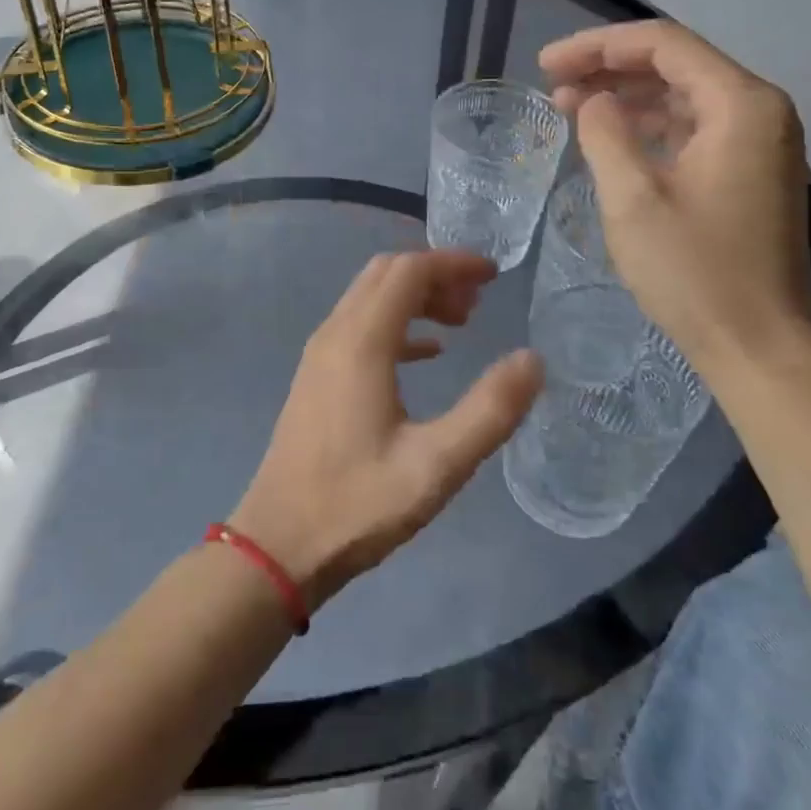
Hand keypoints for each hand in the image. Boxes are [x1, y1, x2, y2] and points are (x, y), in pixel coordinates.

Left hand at [230, 251, 543, 609]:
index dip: (453, 263)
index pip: (409, 270)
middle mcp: (335, 333)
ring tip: (461, 323)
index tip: (494, 276)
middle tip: (479, 302)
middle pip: (387, 274)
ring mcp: (320, 354)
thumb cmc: (358, 505)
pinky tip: (427, 353)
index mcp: (362, 342)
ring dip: (416, 297)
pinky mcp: (316, 377)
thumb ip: (489, 410)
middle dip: (436, 274)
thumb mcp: (437, 465)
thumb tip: (532, 360)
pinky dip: (397, 323)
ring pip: (371, 297)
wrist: (278, 546)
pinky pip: (359, 326)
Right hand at [539, 21, 810, 377]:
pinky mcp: (750, 174)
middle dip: (609, 68)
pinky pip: (694, 130)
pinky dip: (650, 128)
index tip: (546, 63)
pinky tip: (612, 139)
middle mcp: (759, 111)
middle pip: (676, 65)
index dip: (598, 45)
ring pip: (683, 97)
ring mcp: (760, 144)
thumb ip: (605, 134)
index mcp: (740, 104)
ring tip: (569, 106)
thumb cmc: (695, 272)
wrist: (760, 348)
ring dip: (627, 97)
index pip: (663, 44)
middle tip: (551, 82)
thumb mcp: (633, 199)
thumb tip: (592, 102)